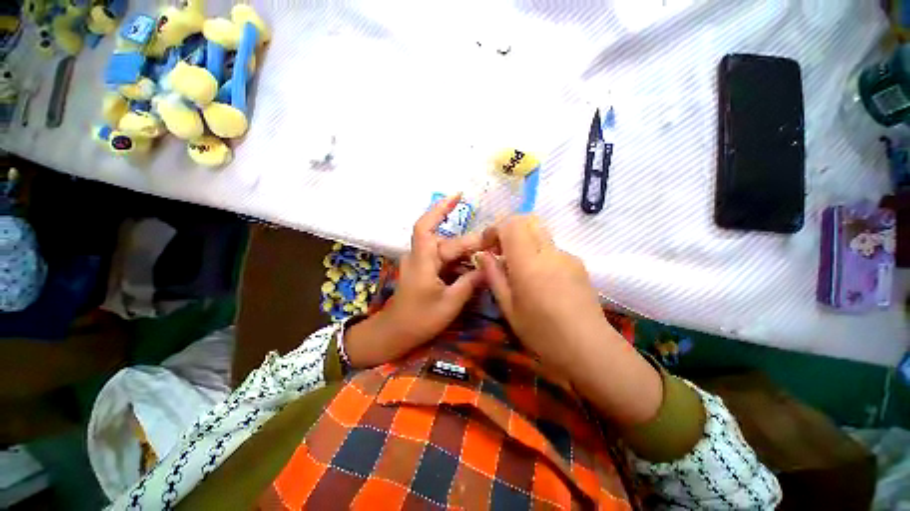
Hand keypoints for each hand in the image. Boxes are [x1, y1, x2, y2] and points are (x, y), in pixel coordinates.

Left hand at [344, 195, 483, 367]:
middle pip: (446, 242)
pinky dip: (459, 262)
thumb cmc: (420, 320)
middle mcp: (420, 257)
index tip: (458, 195)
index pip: (429, 228)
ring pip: (446, 251)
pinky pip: (444, 260)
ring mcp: (421, 263)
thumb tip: (489, 266)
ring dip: (465, 254)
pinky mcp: (425, 271)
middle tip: (494, 245)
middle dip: (470, 243)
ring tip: (488, 257)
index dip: (440, 209)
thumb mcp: (450, 303)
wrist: (395, 333)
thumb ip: (470, 282)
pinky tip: (474, 268)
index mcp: (423, 261)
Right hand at [478, 215, 662, 425]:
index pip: (511, 224)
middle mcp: (550, 251)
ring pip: (540, 233)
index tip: (487, 246)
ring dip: (523, 241)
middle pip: (528, 220)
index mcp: (529, 263)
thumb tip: (482, 255)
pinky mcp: (578, 264)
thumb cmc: (542, 333)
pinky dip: (538, 253)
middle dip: (509, 229)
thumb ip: (494, 276)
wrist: (589, 349)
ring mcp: (567, 256)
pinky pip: (552, 248)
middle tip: (500, 251)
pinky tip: (539, 279)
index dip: (495, 229)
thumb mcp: (508, 307)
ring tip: (518, 268)